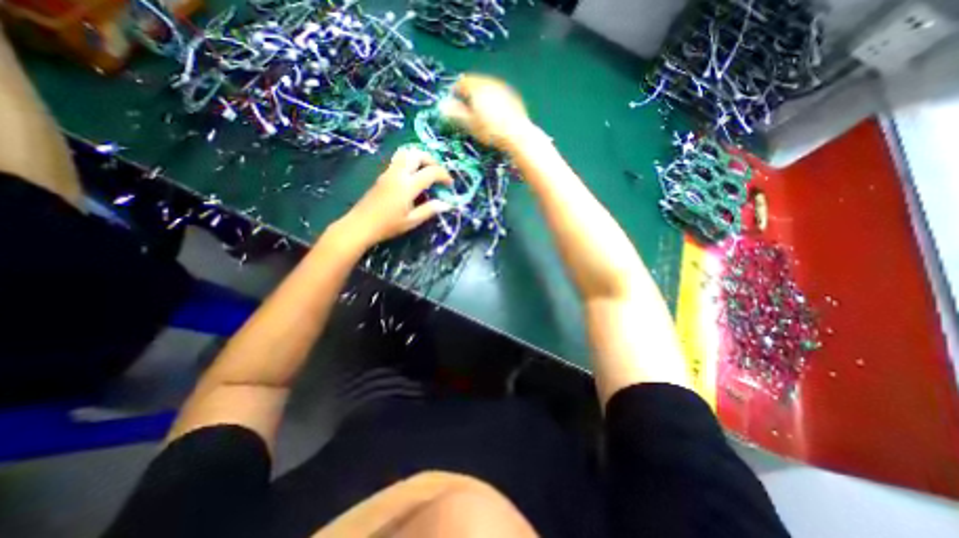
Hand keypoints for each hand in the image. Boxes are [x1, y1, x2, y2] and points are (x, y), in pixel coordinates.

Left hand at [336, 146, 453, 247]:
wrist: (360, 225)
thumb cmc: (388, 225)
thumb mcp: (412, 221)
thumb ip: (429, 210)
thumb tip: (446, 204)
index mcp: (407, 186)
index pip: (431, 172)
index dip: (444, 175)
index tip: (450, 184)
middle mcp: (398, 174)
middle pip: (417, 154)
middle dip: (432, 160)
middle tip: (438, 173)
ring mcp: (388, 172)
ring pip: (406, 153)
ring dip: (419, 157)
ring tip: (426, 171)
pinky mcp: (383, 175)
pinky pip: (399, 160)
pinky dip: (410, 162)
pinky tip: (413, 176)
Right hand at [437, 71, 535, 151]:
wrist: (517, 135)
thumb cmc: (490, 131)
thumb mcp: (470, 124)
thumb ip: (456, 113)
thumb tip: (442, 105)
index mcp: (477, 87)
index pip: (460, 84)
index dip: (454, 93)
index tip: (452, 105)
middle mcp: (490, 82)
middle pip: (475, 83)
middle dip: (468, 94)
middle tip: (465, 109)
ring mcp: (503, 88)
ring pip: (487, 88)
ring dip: (481, 97)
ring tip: (479, 112)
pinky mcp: (513, 97)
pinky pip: (498, 95)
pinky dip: (493, 101)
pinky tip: (494, 114)